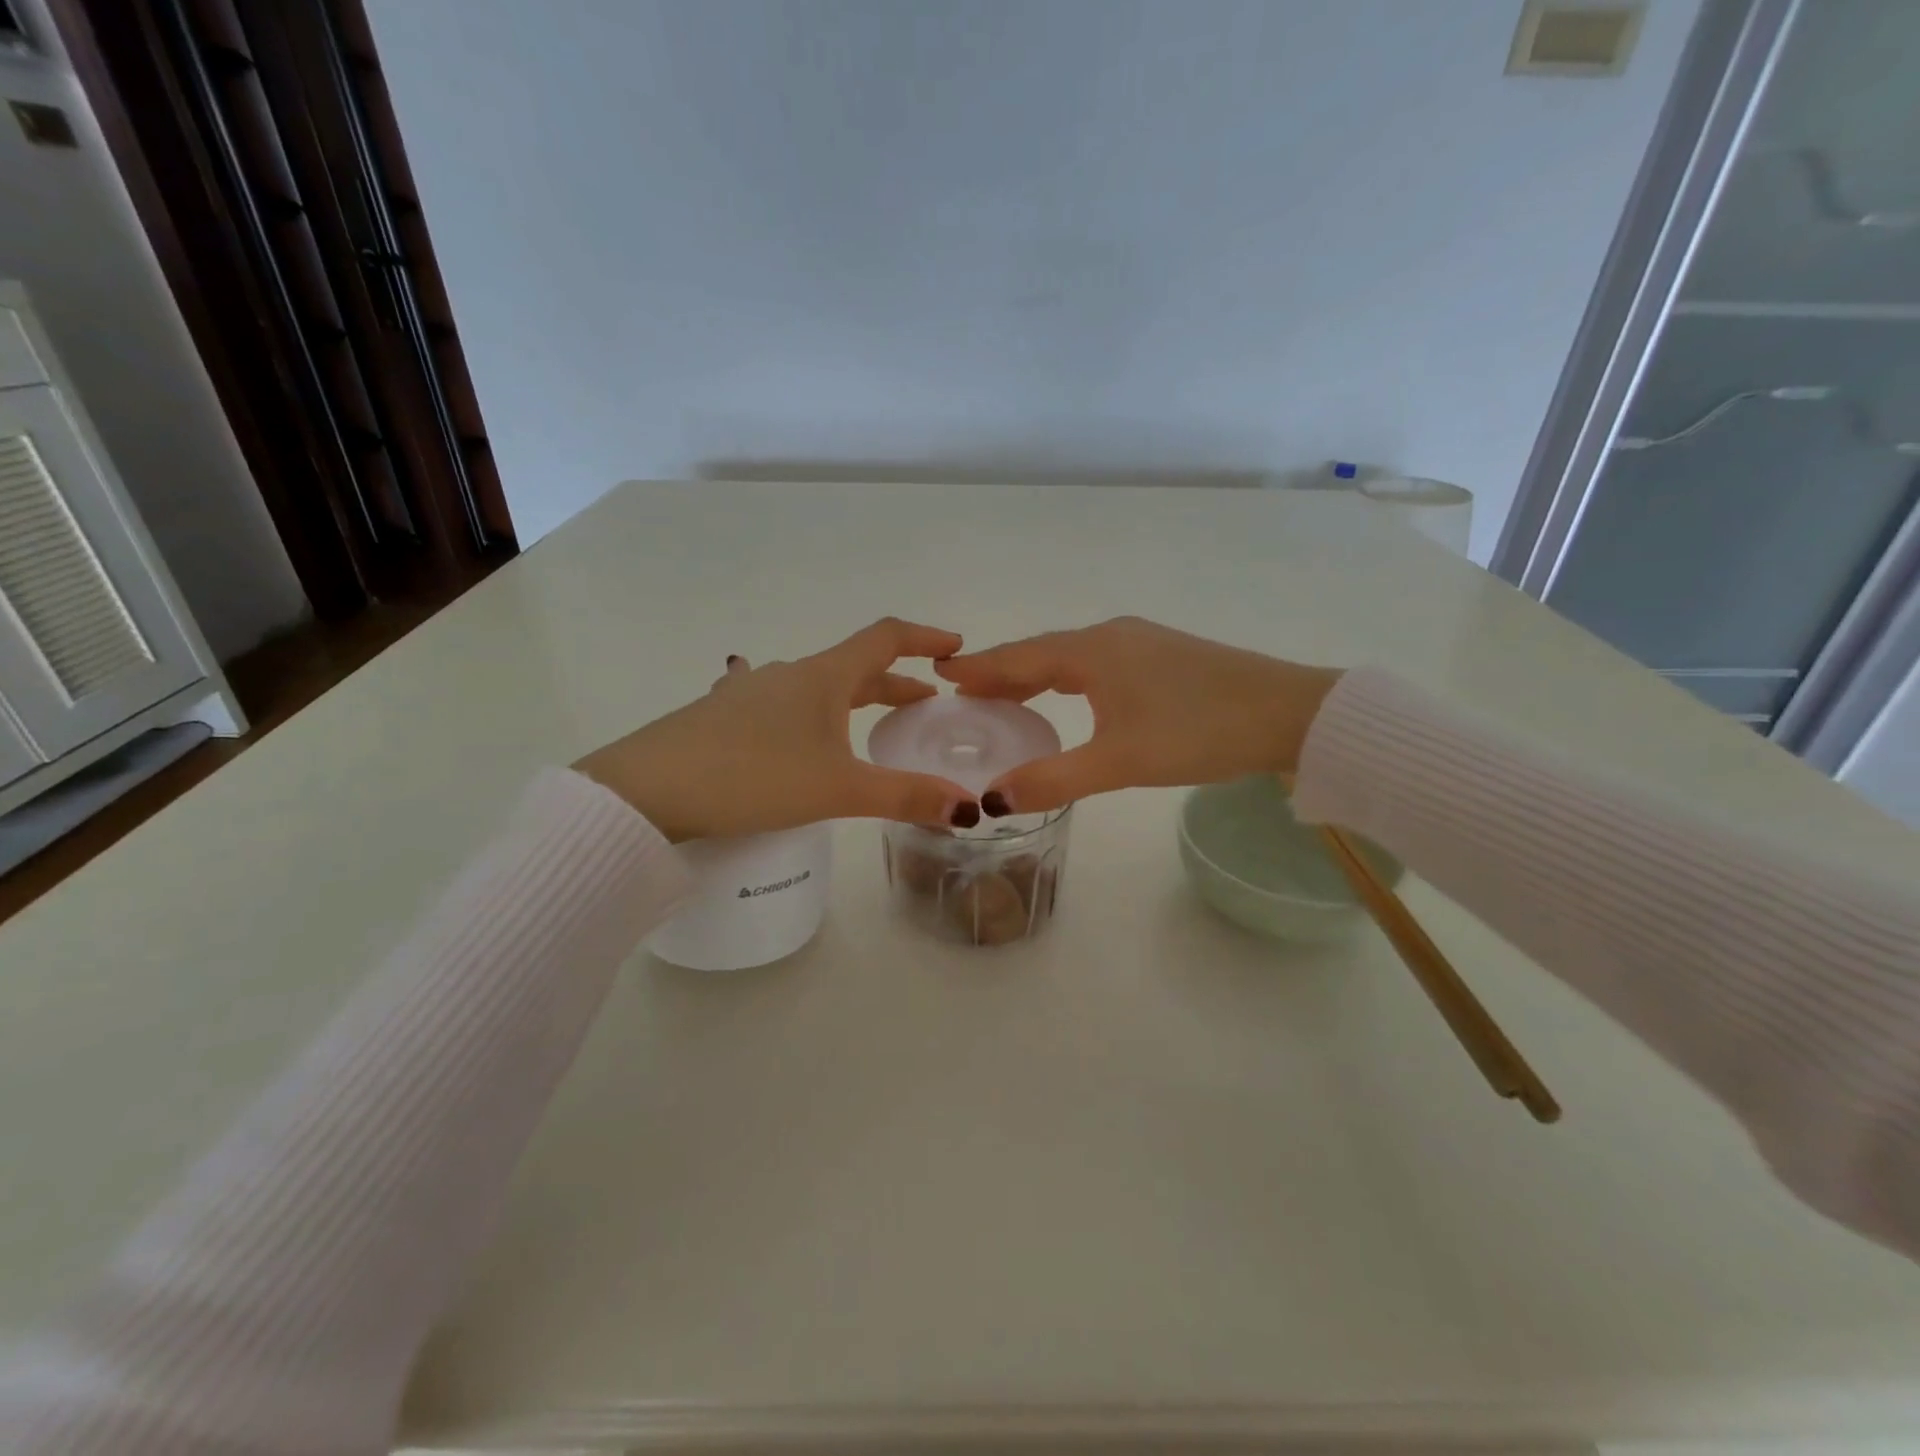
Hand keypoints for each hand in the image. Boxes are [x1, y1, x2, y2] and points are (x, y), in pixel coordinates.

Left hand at [575, 618, 980, 841]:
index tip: (956, 648)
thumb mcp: (837, 790)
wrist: (645, 791)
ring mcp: (750, 694)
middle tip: (924, 704)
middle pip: (853, 667)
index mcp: (822, 677)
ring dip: (850, 699)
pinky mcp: (722, 718)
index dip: (925, 638)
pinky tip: (790, 732)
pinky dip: (808, 716)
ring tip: (867, 723)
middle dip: (894, 683)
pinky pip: (780, 707)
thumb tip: (970, 808)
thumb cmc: (753, 777)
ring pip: (816, 689)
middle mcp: (788, 675)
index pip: (886, 638)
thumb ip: (905, 796)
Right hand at [934, 616, 1341, 812]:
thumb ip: (1052, 779)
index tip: (942, 674)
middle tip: (966, 694)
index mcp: (1093, 652)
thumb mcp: (1119, 761)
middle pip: (1042, 653)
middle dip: (1002, 672)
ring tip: (1008, 697)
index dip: (980, 669)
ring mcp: (1141, 642)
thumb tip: (990, 800)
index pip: (1020, 657)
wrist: (1289, 714)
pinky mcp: (1165, 656)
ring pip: (1072, 657)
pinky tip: (1073, 695)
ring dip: (1036, 675)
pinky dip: (1068, 677)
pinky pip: (1098, 663)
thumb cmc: (1198, 731)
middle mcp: (1112, 636)